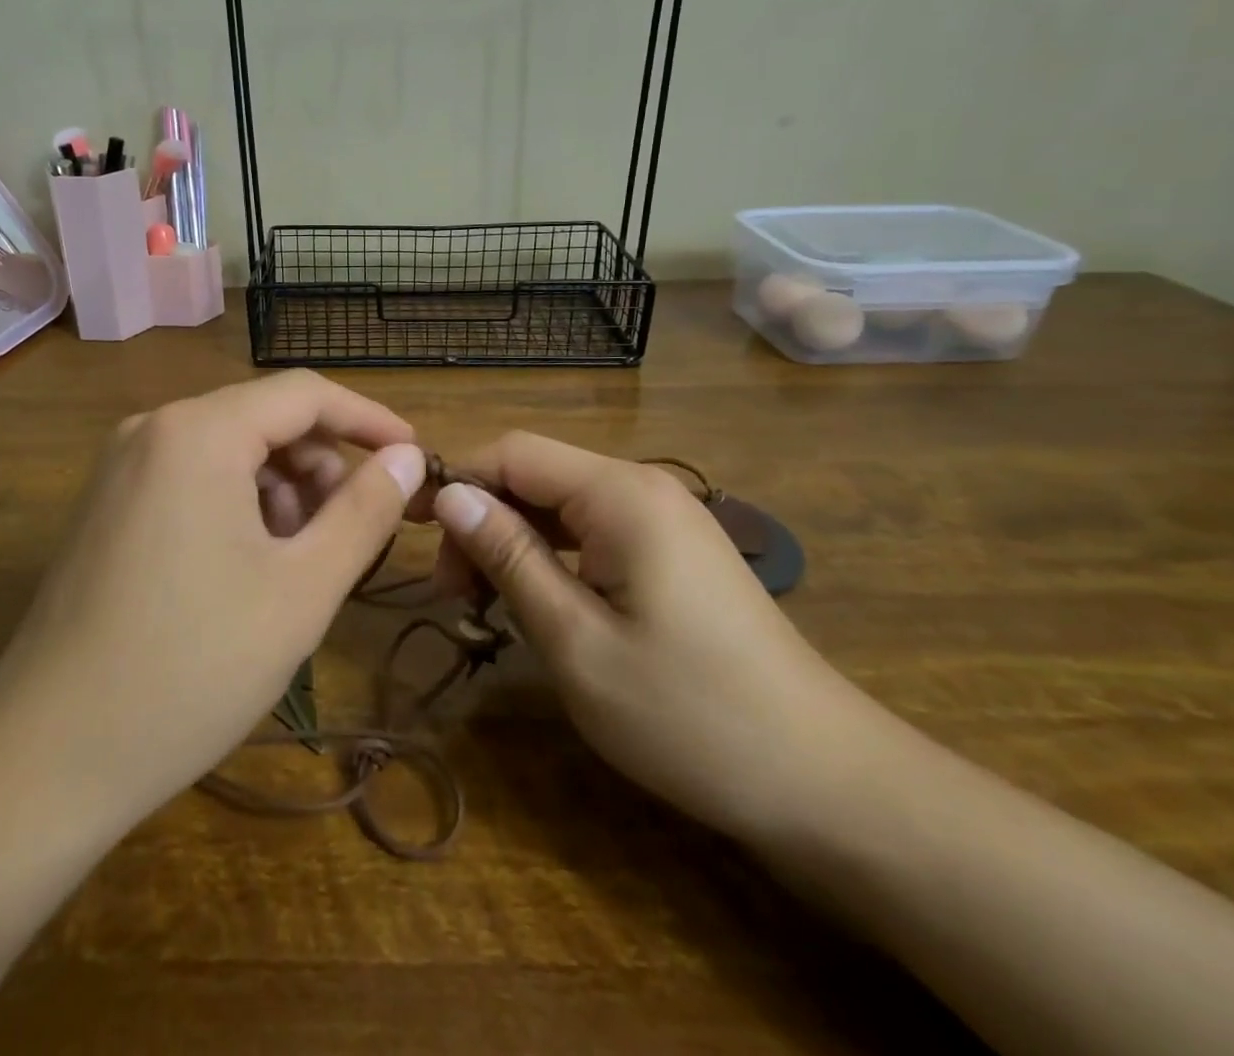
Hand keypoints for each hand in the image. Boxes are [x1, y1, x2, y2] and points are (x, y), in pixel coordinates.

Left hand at [0, 371, 426, 835]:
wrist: (47, 757)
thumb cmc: (191, 668)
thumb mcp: (302, 589)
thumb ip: (364, 511)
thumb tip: (407, 458)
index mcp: (198, 431)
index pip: (304, 394)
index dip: (369, 420)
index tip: (414, 458)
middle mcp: (153, 429)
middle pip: (264, 420)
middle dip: (321, 466)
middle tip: (354, 532)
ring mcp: (121, 466)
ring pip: (229, 451)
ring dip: (282, 492)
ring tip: (301, 563)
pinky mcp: (107, 505)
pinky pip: (192, 478)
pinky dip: (238, 506)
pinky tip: (249, 570)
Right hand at [425, 433, 879, 840]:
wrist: (825, 781)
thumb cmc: (689, 714)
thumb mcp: (576, 640)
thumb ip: (508, 557)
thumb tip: (449, 496)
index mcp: (620, 494)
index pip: (512, 453)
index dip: (455, 479)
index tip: (408, 528)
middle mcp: (642, 488)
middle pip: (535, 476)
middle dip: (482, 520)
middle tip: (451, 594)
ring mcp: (663, 519)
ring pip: (560, 507)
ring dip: (512, 544)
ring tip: (482, 606)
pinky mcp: (673, 552)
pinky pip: (592, 533)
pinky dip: (550, 559)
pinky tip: (535, 604)